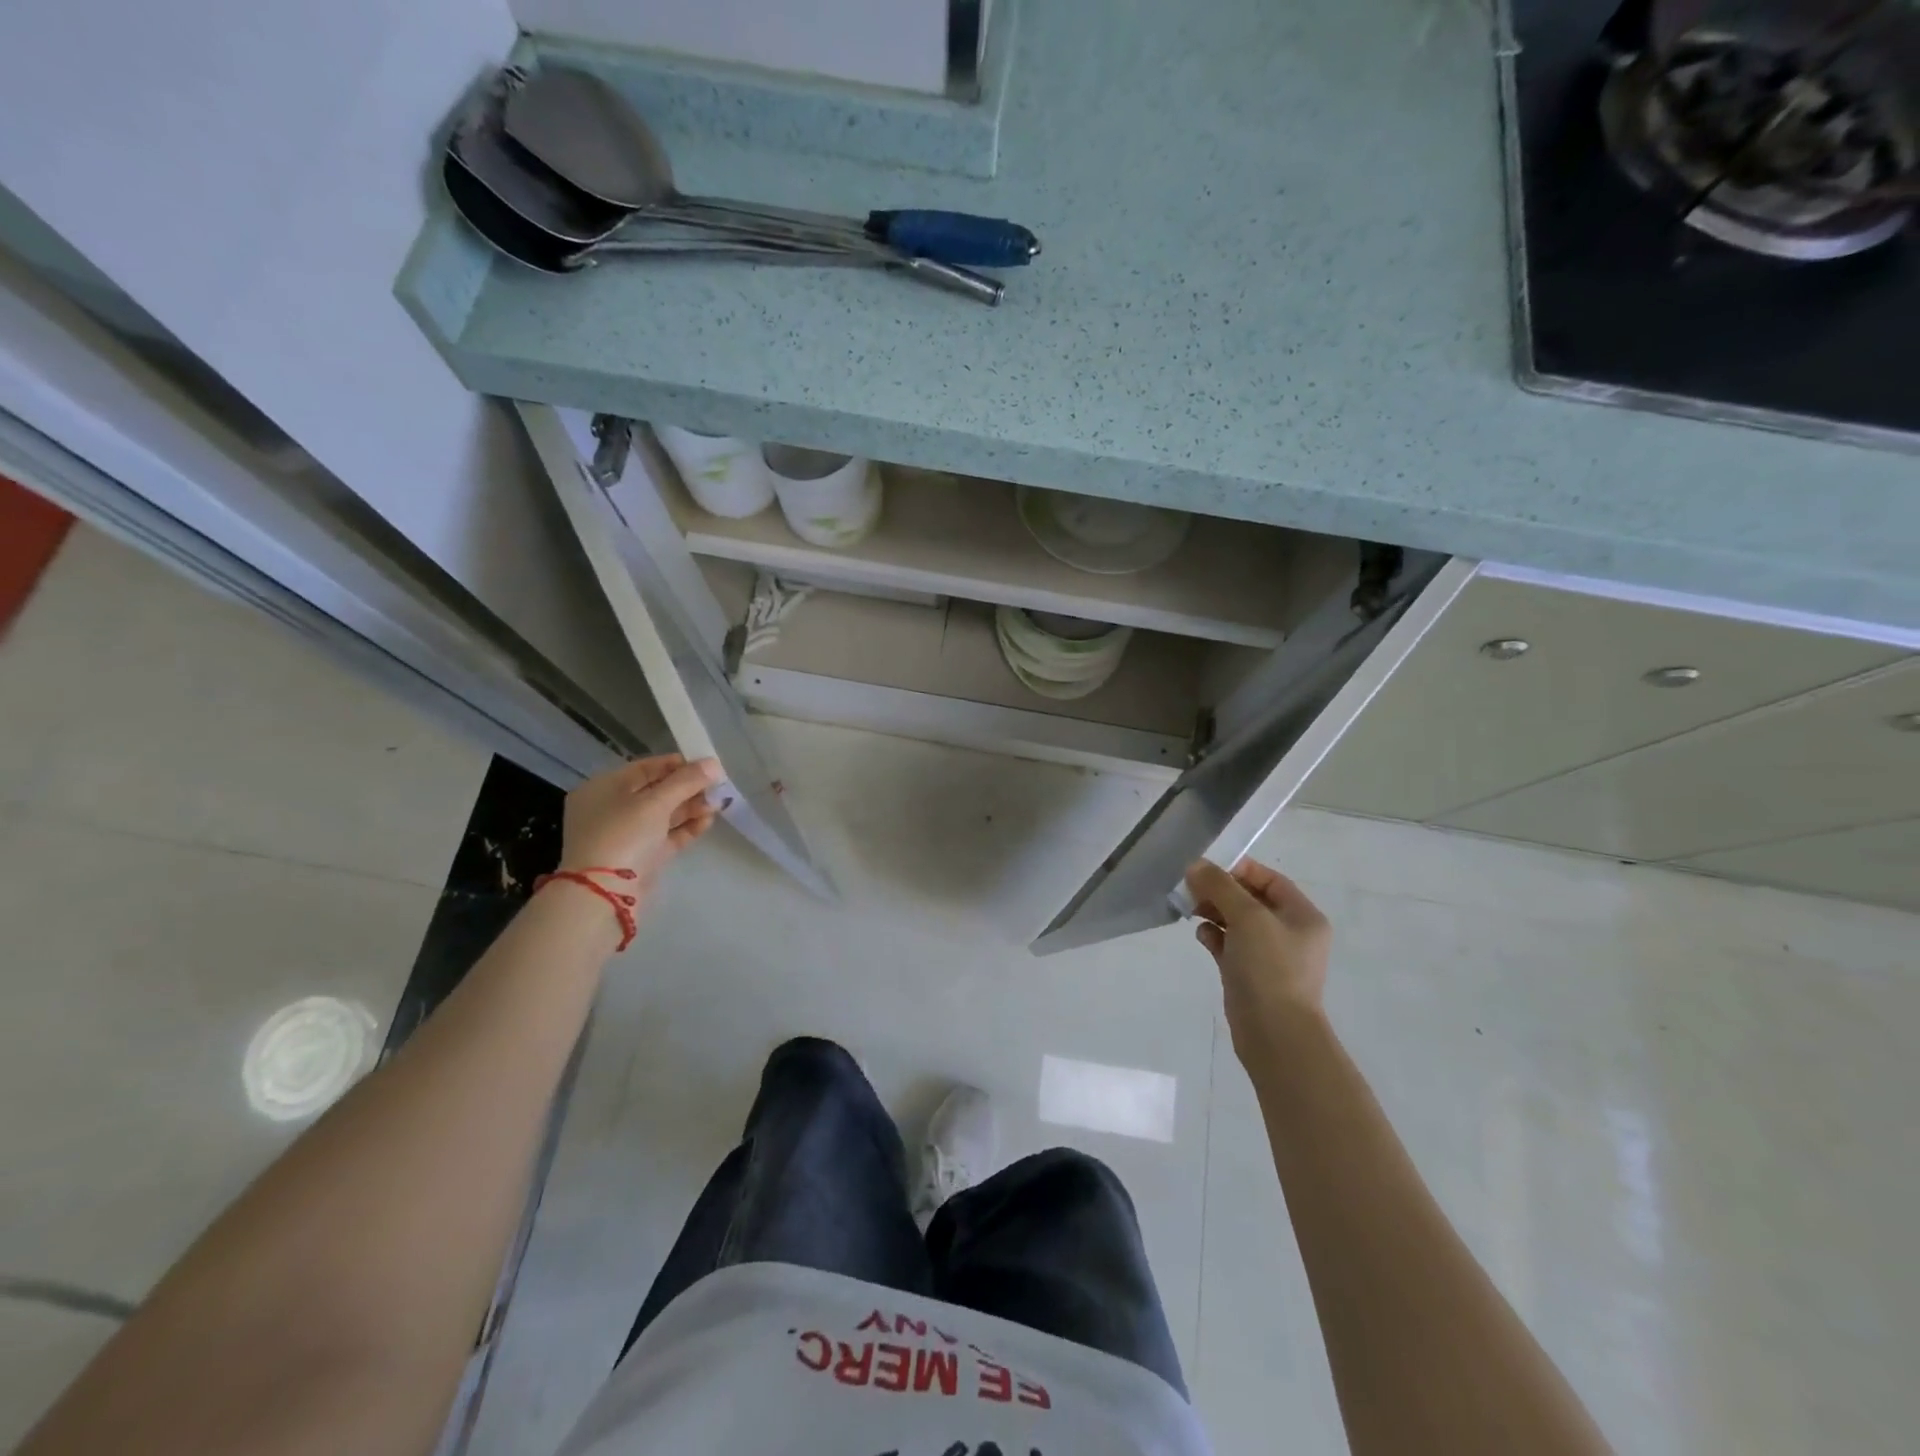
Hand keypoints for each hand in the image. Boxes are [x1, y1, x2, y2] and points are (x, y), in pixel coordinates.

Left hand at [557, 755, 722, 907]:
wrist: (605, 894)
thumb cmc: (623, 835)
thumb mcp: (655, 802)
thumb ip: (687, 781)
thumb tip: (715, 764)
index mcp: (603, 788)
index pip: (644, 768)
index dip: (676, 764)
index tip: (705, 765)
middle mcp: (612, 810)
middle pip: (656, 792)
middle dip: (688, 788)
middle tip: (717, 786)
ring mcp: (626, 836)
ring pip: (664, 815)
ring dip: (691, 808)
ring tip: (718, 804)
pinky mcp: (641, 858)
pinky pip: (667, 836)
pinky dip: (687, 828)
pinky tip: (708, 821)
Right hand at [1186, 858, 1331, 1060]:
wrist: (1275, 1033)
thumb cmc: (1270, 968)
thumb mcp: (1248, 917)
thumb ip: (1220, 887)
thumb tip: (1196, 866)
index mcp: (1302, 916)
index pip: (1269, 879)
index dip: (1238, 869)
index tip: (1206, 869)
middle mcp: (1289, 933)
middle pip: (1250, 899)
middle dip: (1220, 891)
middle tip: (1191, 889)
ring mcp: (1269, 956)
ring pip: (1237, 922)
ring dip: (1213, 912)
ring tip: (1190, 910)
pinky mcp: (1249, 975)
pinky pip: (1229, 945)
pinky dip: (1214, 936)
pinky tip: (1201, 936)